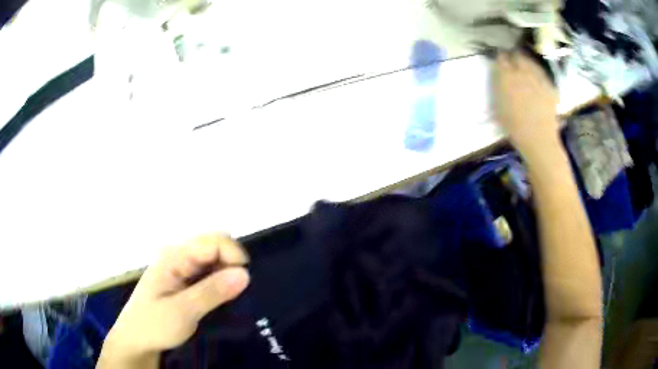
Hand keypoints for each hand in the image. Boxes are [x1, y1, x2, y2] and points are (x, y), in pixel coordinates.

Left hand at [97, 234, 249, 368]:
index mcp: (174, 256)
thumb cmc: (154, 324)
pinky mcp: (184, 280)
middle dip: (232, 264)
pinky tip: (221, 298)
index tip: (245, 281)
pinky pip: (209, 273)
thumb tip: (245, 273)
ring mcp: (181, 267)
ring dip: (227, 274)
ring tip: (231, 298)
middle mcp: (178, 256)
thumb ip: (212, 292)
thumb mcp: (182, 312)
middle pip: (215, 246)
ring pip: (214, 260)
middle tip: (237, 292)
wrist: (137, 339)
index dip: (233, 255)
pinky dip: (220, 282)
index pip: (213, 241)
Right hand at [493, 51, 559, 158]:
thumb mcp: (498, 105)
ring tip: (527, 70)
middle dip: (515, 58)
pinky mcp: (550, 86)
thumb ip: (498, 86)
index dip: (501, 58)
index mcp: (506, 76)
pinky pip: (543, 75)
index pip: (501, 57)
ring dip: (528, 64)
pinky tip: (539, 83)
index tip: (501, 61)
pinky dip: (540, 76)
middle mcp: (522, 72)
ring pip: (531, 63)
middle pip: (518, 56)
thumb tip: (499, 75)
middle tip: (514, 63)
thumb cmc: (513, 126)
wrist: (538, 138)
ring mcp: (538, 78)